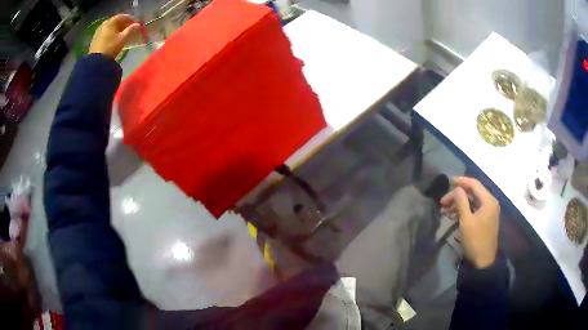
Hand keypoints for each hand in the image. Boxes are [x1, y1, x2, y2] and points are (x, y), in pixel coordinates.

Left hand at [89, 14, 140, 58]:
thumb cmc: (111, 47)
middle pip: (115, 21)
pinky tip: (112, 39)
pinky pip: (104, 33)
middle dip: (122, 24)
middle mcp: (104, 23)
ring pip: (109, 27)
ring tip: (120, 35)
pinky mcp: (94, 39)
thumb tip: (138, 25)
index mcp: (112, 21)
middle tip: (128, 29)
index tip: (135, 24)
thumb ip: (131, 30)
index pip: (123, 16)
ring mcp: (98, 31)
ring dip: (115, 29)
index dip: (130, 19)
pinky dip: (109, 34)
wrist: (96, 62)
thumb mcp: (123, 38)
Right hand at [440, 177, 499, 268]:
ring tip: (444, 210)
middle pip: (472, 193)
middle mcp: (490, 202)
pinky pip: (474, 209)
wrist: (483, 261)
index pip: (474, 184)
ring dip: (459, 204)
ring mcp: (489, 211)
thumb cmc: (475, 240)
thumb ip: (461, 201)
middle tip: (442, 202)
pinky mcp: (485, 219)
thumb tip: (456, 188)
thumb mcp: (466, 220)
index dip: (461, 181)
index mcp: (488, 200)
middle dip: (457, 196)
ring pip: (472, 201)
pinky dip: (464, 210)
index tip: (448, 181)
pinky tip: (453, 216)